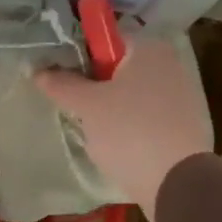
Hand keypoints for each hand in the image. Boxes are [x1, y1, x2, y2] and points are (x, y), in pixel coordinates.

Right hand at [36, 39, 212, 220]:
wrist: (177, 183)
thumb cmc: (130, 131)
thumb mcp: (87, 106)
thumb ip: (61, 85)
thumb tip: (38, 70)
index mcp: (149, 48)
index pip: (105, 38)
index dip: (79, 55)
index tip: (61, 77)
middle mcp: (169, 64)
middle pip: (118, 67)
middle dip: (94, 86)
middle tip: (74, 107)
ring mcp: (181, 96)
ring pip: (131, 95)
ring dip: (110, 109)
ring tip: (93, 131)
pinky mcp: (183, 126)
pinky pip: (146, 117)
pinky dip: (129, 127)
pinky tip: (116, 146)